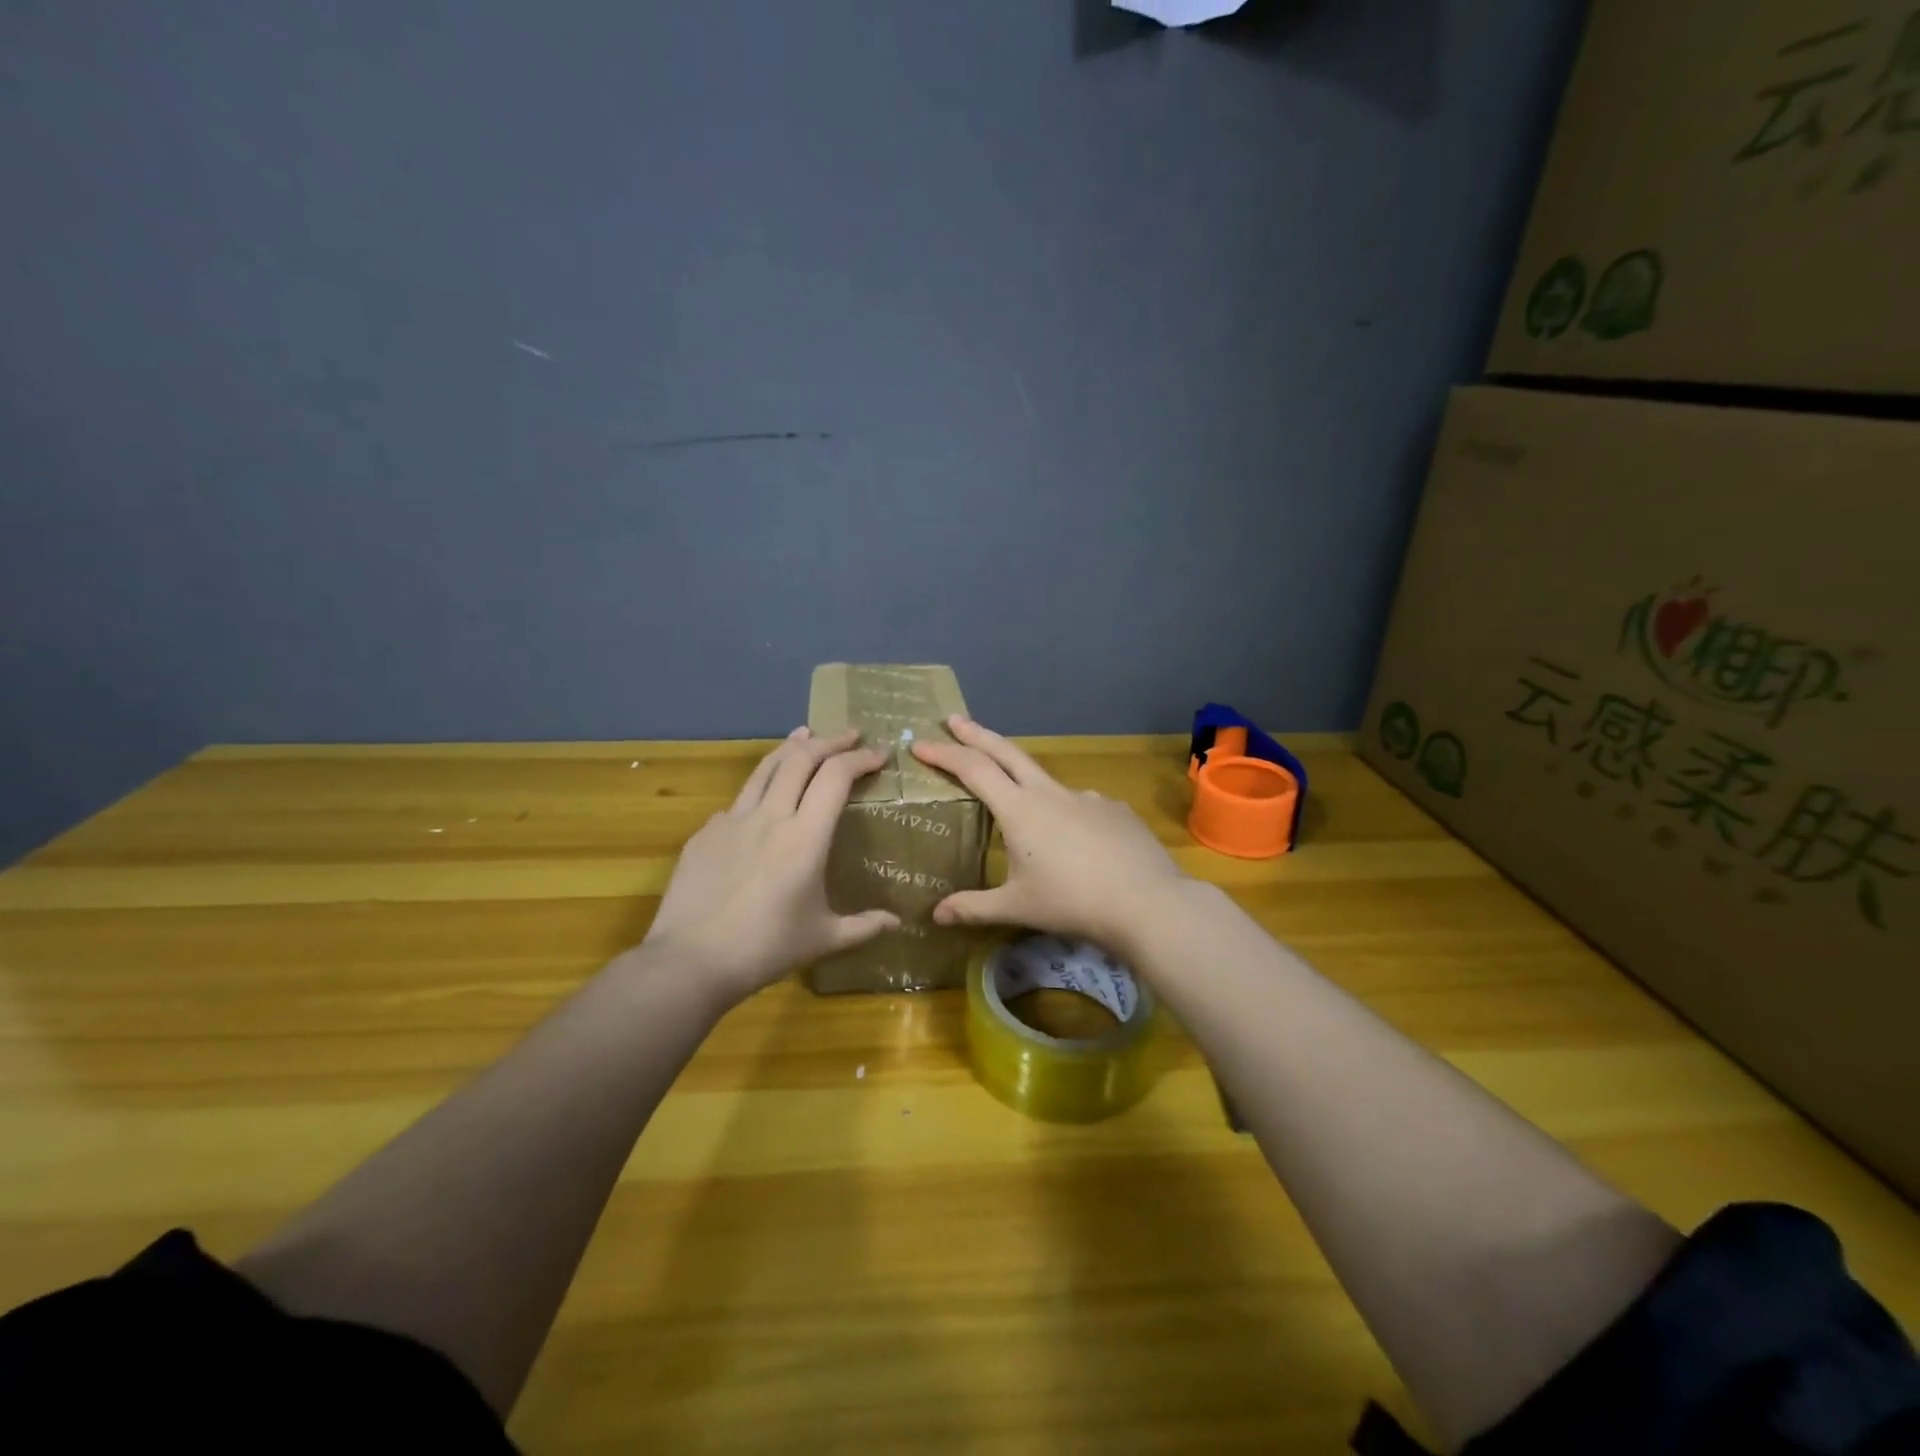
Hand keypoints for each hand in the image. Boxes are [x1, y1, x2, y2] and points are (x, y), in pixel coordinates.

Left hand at [640, 728, 898, 1005]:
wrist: (690, 961)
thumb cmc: (765, 949)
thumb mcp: (823, 938)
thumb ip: (863, 926)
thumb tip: (896, 922)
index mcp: (805, 837)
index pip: (836, 776)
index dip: (860, 758)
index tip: (878, 754)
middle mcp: (770, 816)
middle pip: (801, 758)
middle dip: (830, 741)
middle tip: (850, 736)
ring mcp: (732, 820)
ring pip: (766, 767)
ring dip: (792, 747)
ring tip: (806, 735)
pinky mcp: (705, 833)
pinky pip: (739, 800)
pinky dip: (761, 786)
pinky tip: (763, 799)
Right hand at [910, 716, 1190, 950]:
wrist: (1146, 902)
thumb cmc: (1072, 902)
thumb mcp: (1017, 907)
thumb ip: (973, 908)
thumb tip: (935, 915)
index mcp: (1020, 809)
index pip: (973, 769)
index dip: (944, 754)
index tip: (920, 744)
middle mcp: (1050, 793)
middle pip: (1006, 752)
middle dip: (976, 734)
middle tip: (955, 719)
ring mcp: (1086, 797)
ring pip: (1046, 781)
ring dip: (1024, 782)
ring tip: (1024, 817)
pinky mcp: (1114, 809)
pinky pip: (1080, 805)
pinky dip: (1066, 814)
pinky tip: (1075, 841)